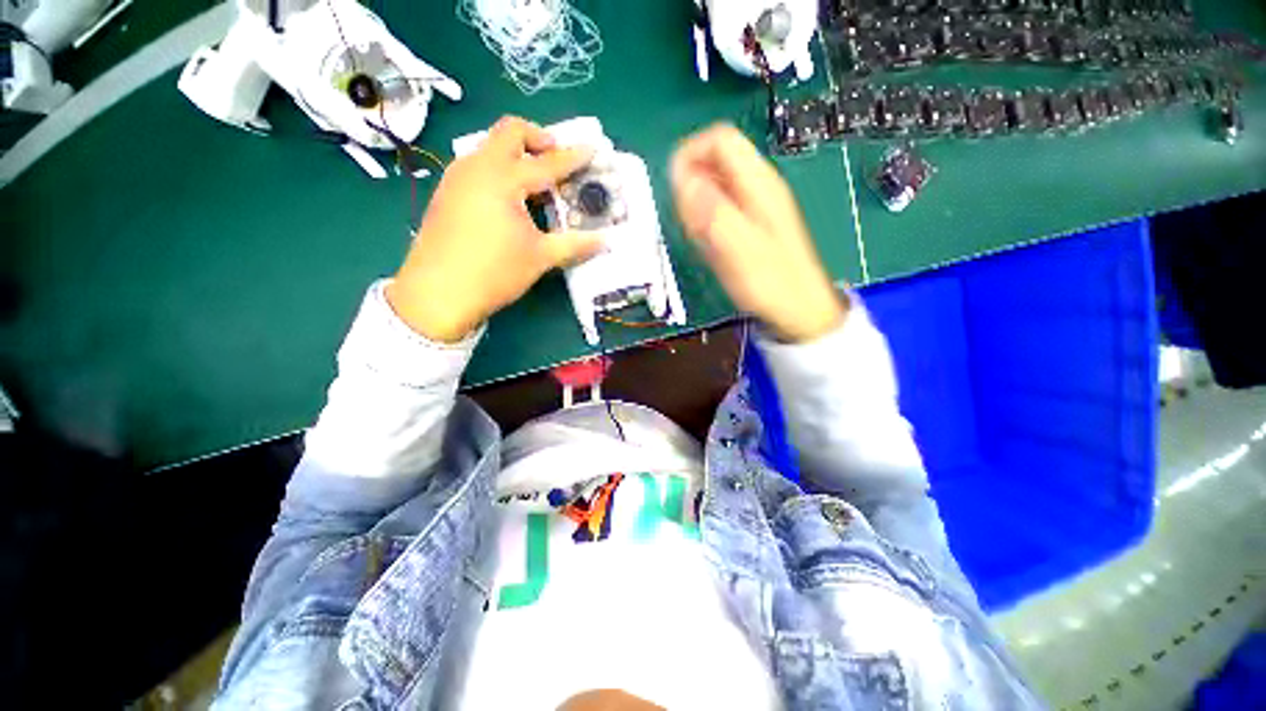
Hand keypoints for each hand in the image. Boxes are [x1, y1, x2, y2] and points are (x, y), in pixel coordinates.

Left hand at [387, 116, 602, 342]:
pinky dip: (499, 170)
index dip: (573, 157)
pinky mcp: (446, 192)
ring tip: (535, 181)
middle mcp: (477, 167)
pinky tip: (508, 199)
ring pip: (489, 147)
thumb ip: (575, 245)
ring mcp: (456, 177)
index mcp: (503, 179)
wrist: (437, 293)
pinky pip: (477, 166)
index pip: (546, 162)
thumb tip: (605, 242)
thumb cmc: (494, 272)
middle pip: (509, 132)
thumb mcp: (540, 257)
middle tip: (557, 157)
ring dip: (516, 154)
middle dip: (538, 138)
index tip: (592, 149)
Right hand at [670, 124, 845, 342]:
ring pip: (714, 187)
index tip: (674, 189)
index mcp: (758, 183)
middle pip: (714, 161)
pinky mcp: (749, 224)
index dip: (690, 154)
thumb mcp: (738, 248)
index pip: (719, 140)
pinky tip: (709, 245)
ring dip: (696, 207)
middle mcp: (757, 187)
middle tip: (687, 222)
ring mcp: (754, 206)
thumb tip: (684, 181)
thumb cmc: (771, 282)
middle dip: (691, 186)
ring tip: (699, 238)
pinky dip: (706, 222)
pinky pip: (719, 210)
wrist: (798, 309)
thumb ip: (711, 212)